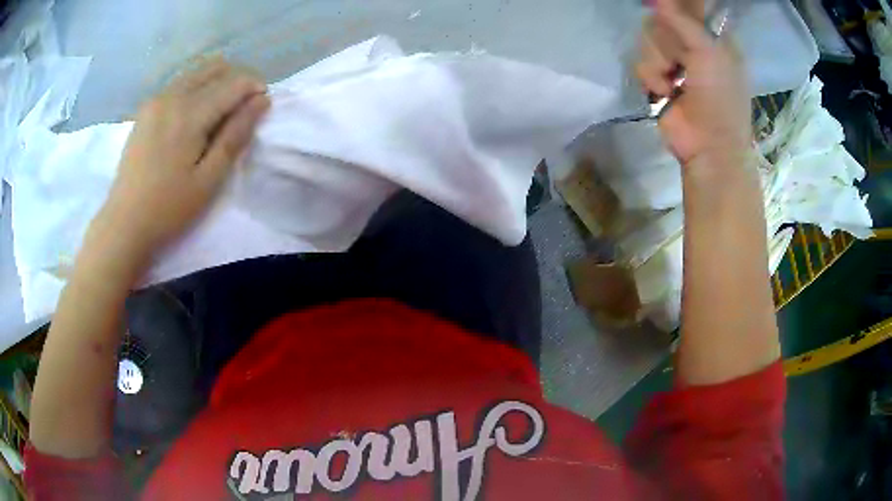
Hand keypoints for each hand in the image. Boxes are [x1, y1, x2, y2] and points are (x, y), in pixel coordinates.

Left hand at [101, 58, 269, 259]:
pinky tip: (194, 114)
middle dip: (237, 80)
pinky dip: (196, 88)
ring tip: (220, 111)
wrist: (124, 222)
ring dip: (216, 82)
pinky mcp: (146, 108)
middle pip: (215, 68)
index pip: (233, 83)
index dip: (254, 88)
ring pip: (196, 72)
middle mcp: (173, 95)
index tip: (262, 105)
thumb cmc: (168, 208)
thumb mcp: (209, 179)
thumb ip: (235, 136)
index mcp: (190, 114)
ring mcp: (156, 99)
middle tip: (242, 108)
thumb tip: (261, 101)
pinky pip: (179, 83)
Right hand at [636, 0, 750, 167]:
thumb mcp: (710, 54)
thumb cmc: (721, 100)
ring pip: (648, 38)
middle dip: (666, 38)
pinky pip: (640, 61)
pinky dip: (650, 77)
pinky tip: (664, 92)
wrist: (708, 147)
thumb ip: (684, 21)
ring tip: (674, 81)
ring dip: (658, 60)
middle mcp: (691, 43)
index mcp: (713, 36)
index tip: (663, 5)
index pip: (691, 4)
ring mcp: (673, 61)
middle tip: (681, 58)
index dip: (675, 3)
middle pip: (661, 17)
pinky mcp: (656, 77)